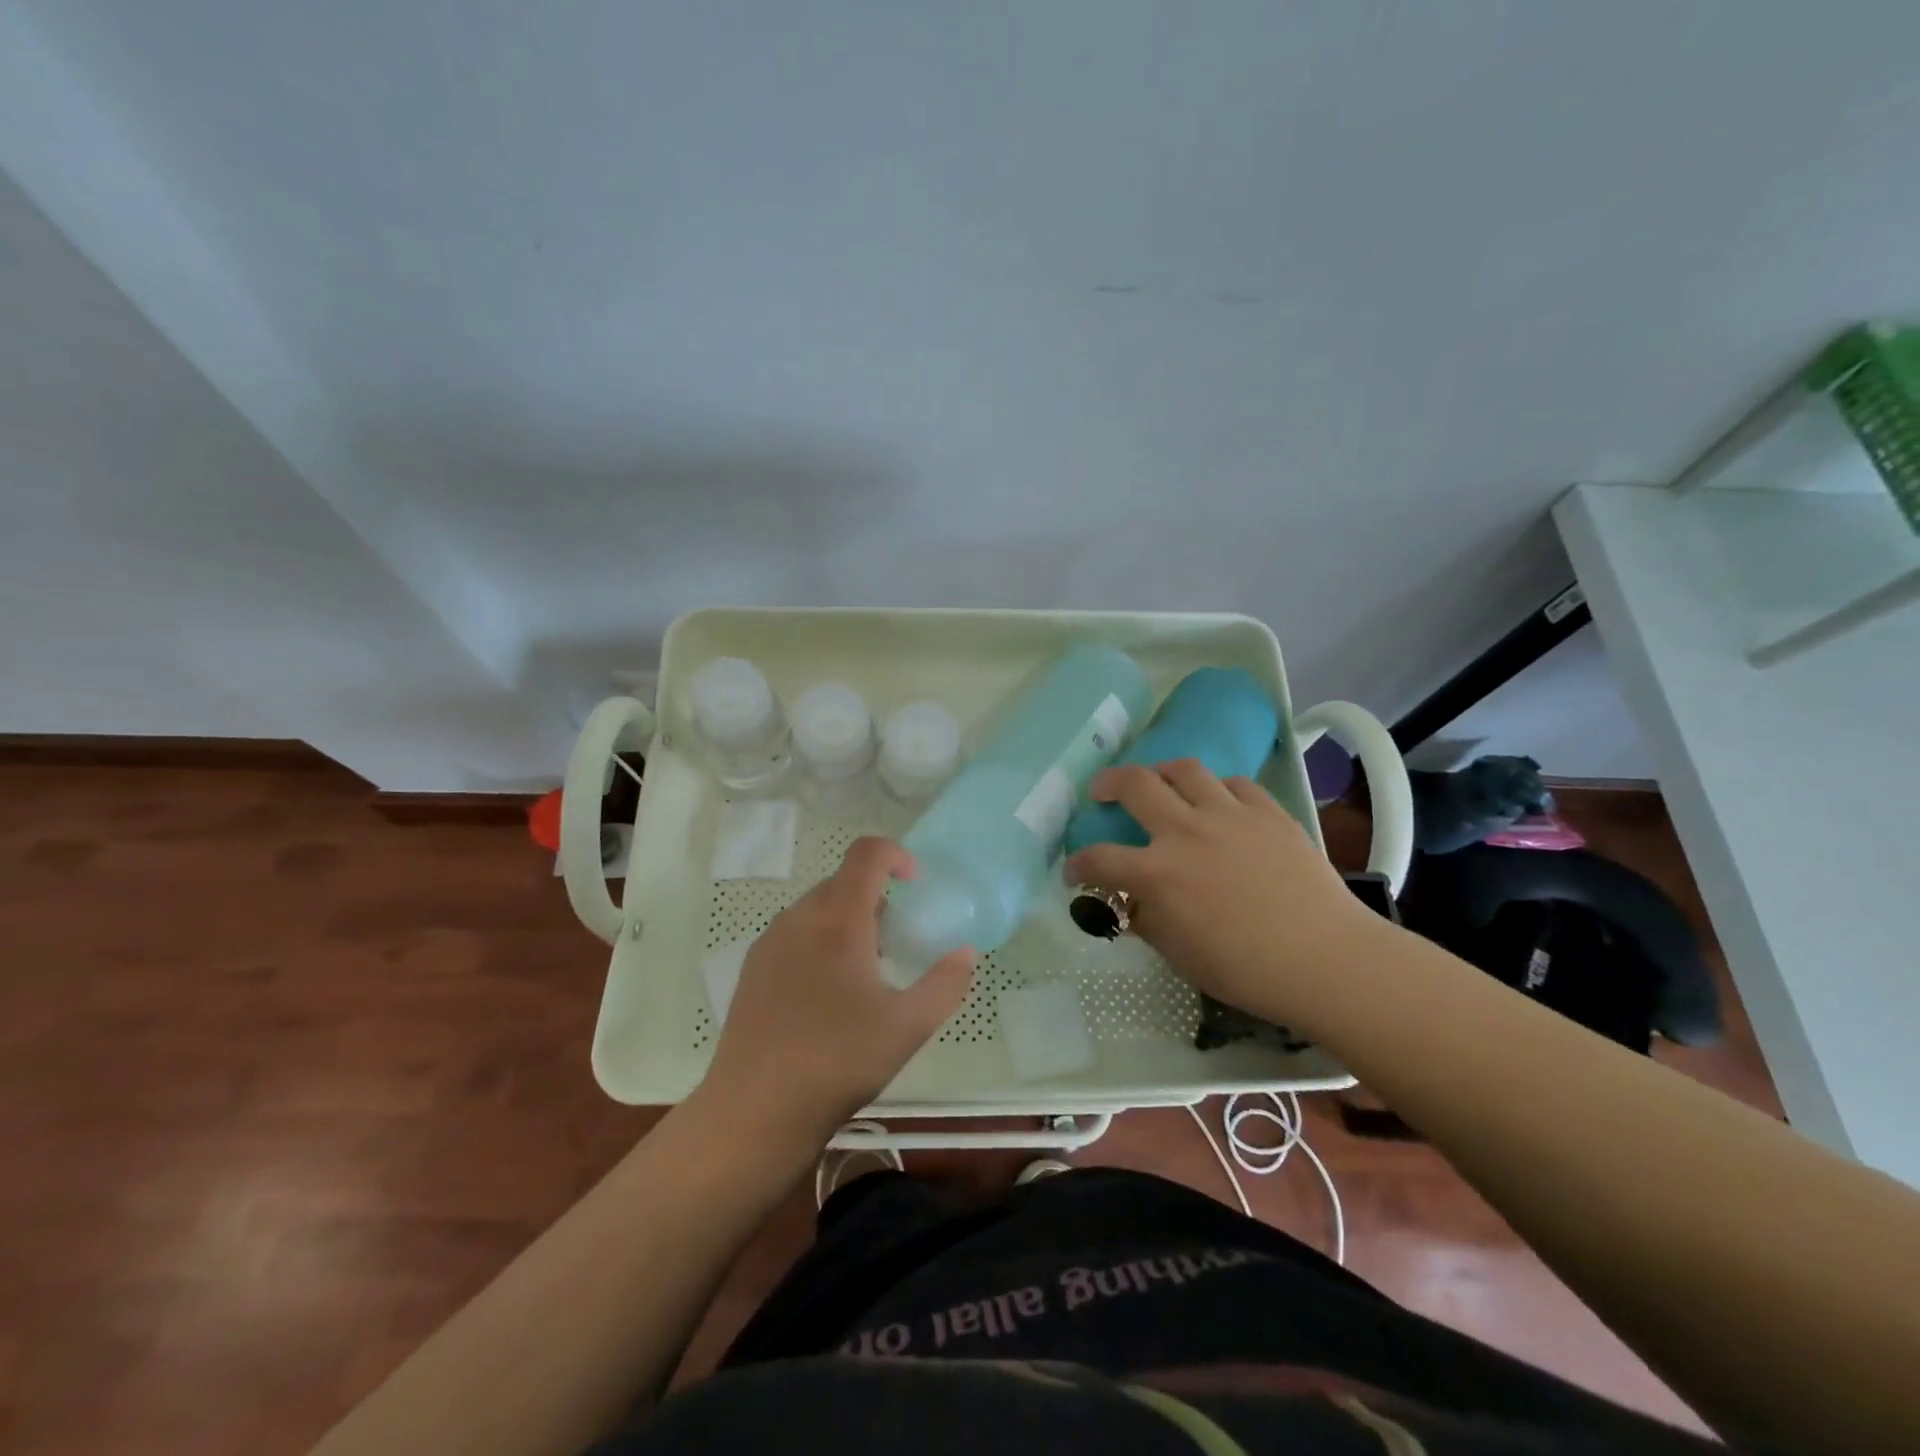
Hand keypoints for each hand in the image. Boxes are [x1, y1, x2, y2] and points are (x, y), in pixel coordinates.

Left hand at [701, 837, 975, 1142]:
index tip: (917, 884)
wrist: (753, 1111)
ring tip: (865, 973)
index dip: (897, 855)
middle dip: (877, 897)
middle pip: (843, 881)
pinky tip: (828, 996)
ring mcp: (770, 942)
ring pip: (818, 909)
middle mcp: (799, 918)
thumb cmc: (838, 1061)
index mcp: (838, 919)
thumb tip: (965, 953)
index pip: (867, 854)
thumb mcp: (907, 1027)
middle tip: (897, 942)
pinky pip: (796, 934)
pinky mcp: (753, 969)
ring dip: (849, 921)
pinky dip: (822, 941)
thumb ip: (945, 984)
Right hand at [1063, 760, 1380, 1025]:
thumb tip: (1132, 902)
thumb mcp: (1180, 955)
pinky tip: (1219, 802)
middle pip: (1134, 785)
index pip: (1099, 859)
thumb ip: (1147, 921)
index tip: (1074, 872)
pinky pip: (1235, 784)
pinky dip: (1217, 789)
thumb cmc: (1247, 969)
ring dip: (1161, 771)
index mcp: (1158, 873)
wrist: (1327, 959)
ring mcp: (1230, 815)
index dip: (1078, 865)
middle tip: (1102, 792)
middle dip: (1108, 784)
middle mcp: (1187, 831)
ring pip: (1184, 769)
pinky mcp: (1269, 812)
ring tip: (1158, 781)